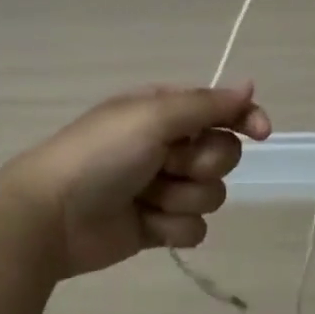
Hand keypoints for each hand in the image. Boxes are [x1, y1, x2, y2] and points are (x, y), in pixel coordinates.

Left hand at [0, 83, 272, 279]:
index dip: (245, 119)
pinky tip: (146, 224)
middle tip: (168, 164)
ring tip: (147, 197)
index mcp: (163, 111)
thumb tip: (249, 84)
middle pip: (222, 155)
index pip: (221, 109)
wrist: (53, 215)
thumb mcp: (152, 116)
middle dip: (201, 163)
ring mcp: (162, 188)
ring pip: (211, 194)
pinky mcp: (157, 227)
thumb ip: (206, 104)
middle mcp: (166, 145)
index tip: (261, 133)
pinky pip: (194, 229)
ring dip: (183, 197)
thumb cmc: (101, 154)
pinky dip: (172, 228)